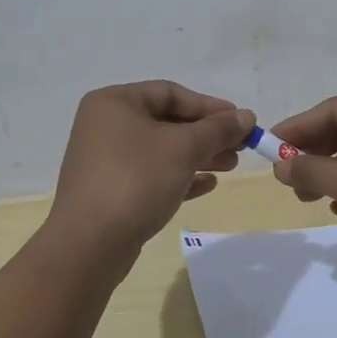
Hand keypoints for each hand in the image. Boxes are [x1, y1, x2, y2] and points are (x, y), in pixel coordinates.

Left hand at [46, 82, 254, 253]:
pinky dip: (180, 176)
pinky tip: (208, 185)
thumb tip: (247, 116)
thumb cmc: (136, 180)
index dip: (210, 106)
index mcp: (115, 102)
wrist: (89, 244)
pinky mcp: (110, 191)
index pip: (171, 93)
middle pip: (167, 122)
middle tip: (239, 147)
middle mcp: (105, 125)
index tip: (240, 121)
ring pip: (162, 150)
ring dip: (199, 156)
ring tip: (230, 167)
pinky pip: (151, 175)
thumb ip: (219, 129)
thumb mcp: (184, 148)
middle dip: (207, 134)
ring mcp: (106, 160)